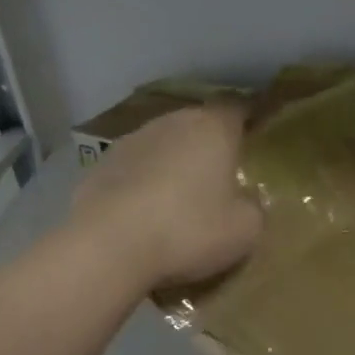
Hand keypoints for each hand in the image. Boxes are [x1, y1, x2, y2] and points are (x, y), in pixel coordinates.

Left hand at [72, 104, 261, 287]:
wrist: (108, 245)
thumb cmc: (188, 229)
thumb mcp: (245, 229)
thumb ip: (254, 207)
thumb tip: (246, 201)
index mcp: (213, 128)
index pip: (238, 109)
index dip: (247, 124)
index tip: (253, 143)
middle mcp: (172, 122)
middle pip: (198, 125)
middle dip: (208, 146)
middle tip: (218, 178)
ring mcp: (132, 140)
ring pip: (163, 144)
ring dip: (172, 163)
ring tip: (178, 198)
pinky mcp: (100, 164)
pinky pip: (133, 169)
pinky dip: (141, 184)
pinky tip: (142, 213)